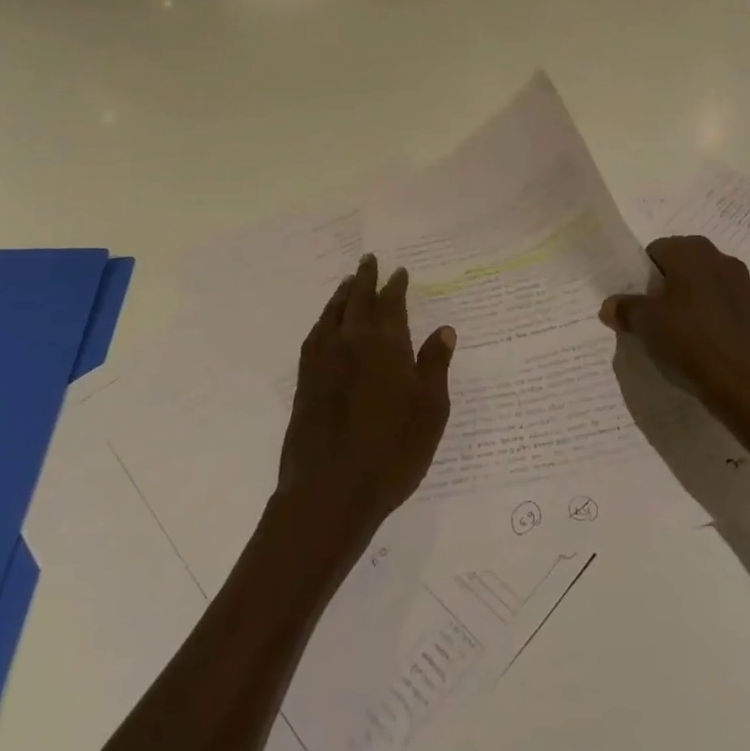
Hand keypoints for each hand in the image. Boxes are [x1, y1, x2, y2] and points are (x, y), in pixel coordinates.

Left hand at [277, 255, 456, 550]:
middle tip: (368, 259)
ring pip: (333, 313)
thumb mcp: (429, 410)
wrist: (330, 491)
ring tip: (348, 282)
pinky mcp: (305, 381)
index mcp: (385, 345)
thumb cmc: (391, 451)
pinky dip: (323, 320)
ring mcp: (323, 360)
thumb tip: (444, 329)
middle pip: (358, 300)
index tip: (399, 272)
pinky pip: (315, 335)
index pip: (391, 304)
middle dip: (365, 278)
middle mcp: (351, 342)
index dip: (396, 286)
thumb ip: (435, 365)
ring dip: (342, 294)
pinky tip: (325, 325)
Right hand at [600, 235, 749, 420]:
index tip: (638, 301)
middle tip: (654, 316)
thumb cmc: (690, 341)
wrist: (747, 387)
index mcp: (692, 251)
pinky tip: (704, 345)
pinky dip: (713, 318)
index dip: (643, 275)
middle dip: (667, 286)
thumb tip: (609, 306)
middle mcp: (721, 259)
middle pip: (683, 266)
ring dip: (691, 301)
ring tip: (679, 333)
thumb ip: (624, 308)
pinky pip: (725, 307)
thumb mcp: (645, 324)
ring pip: (705, 286)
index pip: (657, 251)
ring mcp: (744, 285)